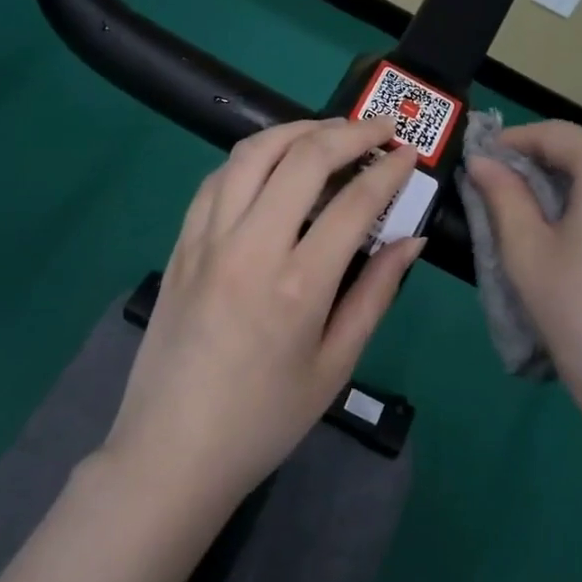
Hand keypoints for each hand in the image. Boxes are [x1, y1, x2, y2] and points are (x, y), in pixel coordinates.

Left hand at [106, 118, 424, 506]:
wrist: (171, 453)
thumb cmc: (265, 420)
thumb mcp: (335, 366)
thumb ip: (375, 294)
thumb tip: (410, 240)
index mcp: (298, 285)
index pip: (354, 202)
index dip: (388, 170)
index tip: (409, 155)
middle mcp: (250, 248)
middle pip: (303, 158)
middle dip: (349, 132)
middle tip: (380, 128)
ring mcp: (207, 241)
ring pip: (252, 154)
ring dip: (297, 130)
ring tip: (329, 132)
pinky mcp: (181, 245)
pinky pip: (217, 179)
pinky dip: (252, 157)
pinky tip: (273, 163)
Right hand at [466, 121, 581, 421]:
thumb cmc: (580, 314)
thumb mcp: (527, 252)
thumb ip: (502, 195)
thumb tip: (481, 161)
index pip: (553, 134)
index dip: (512, 142)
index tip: (479, 158)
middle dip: (541, 162)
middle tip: (499, 187)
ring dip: (569, 181)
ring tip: (531, 210)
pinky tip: (574, 228)